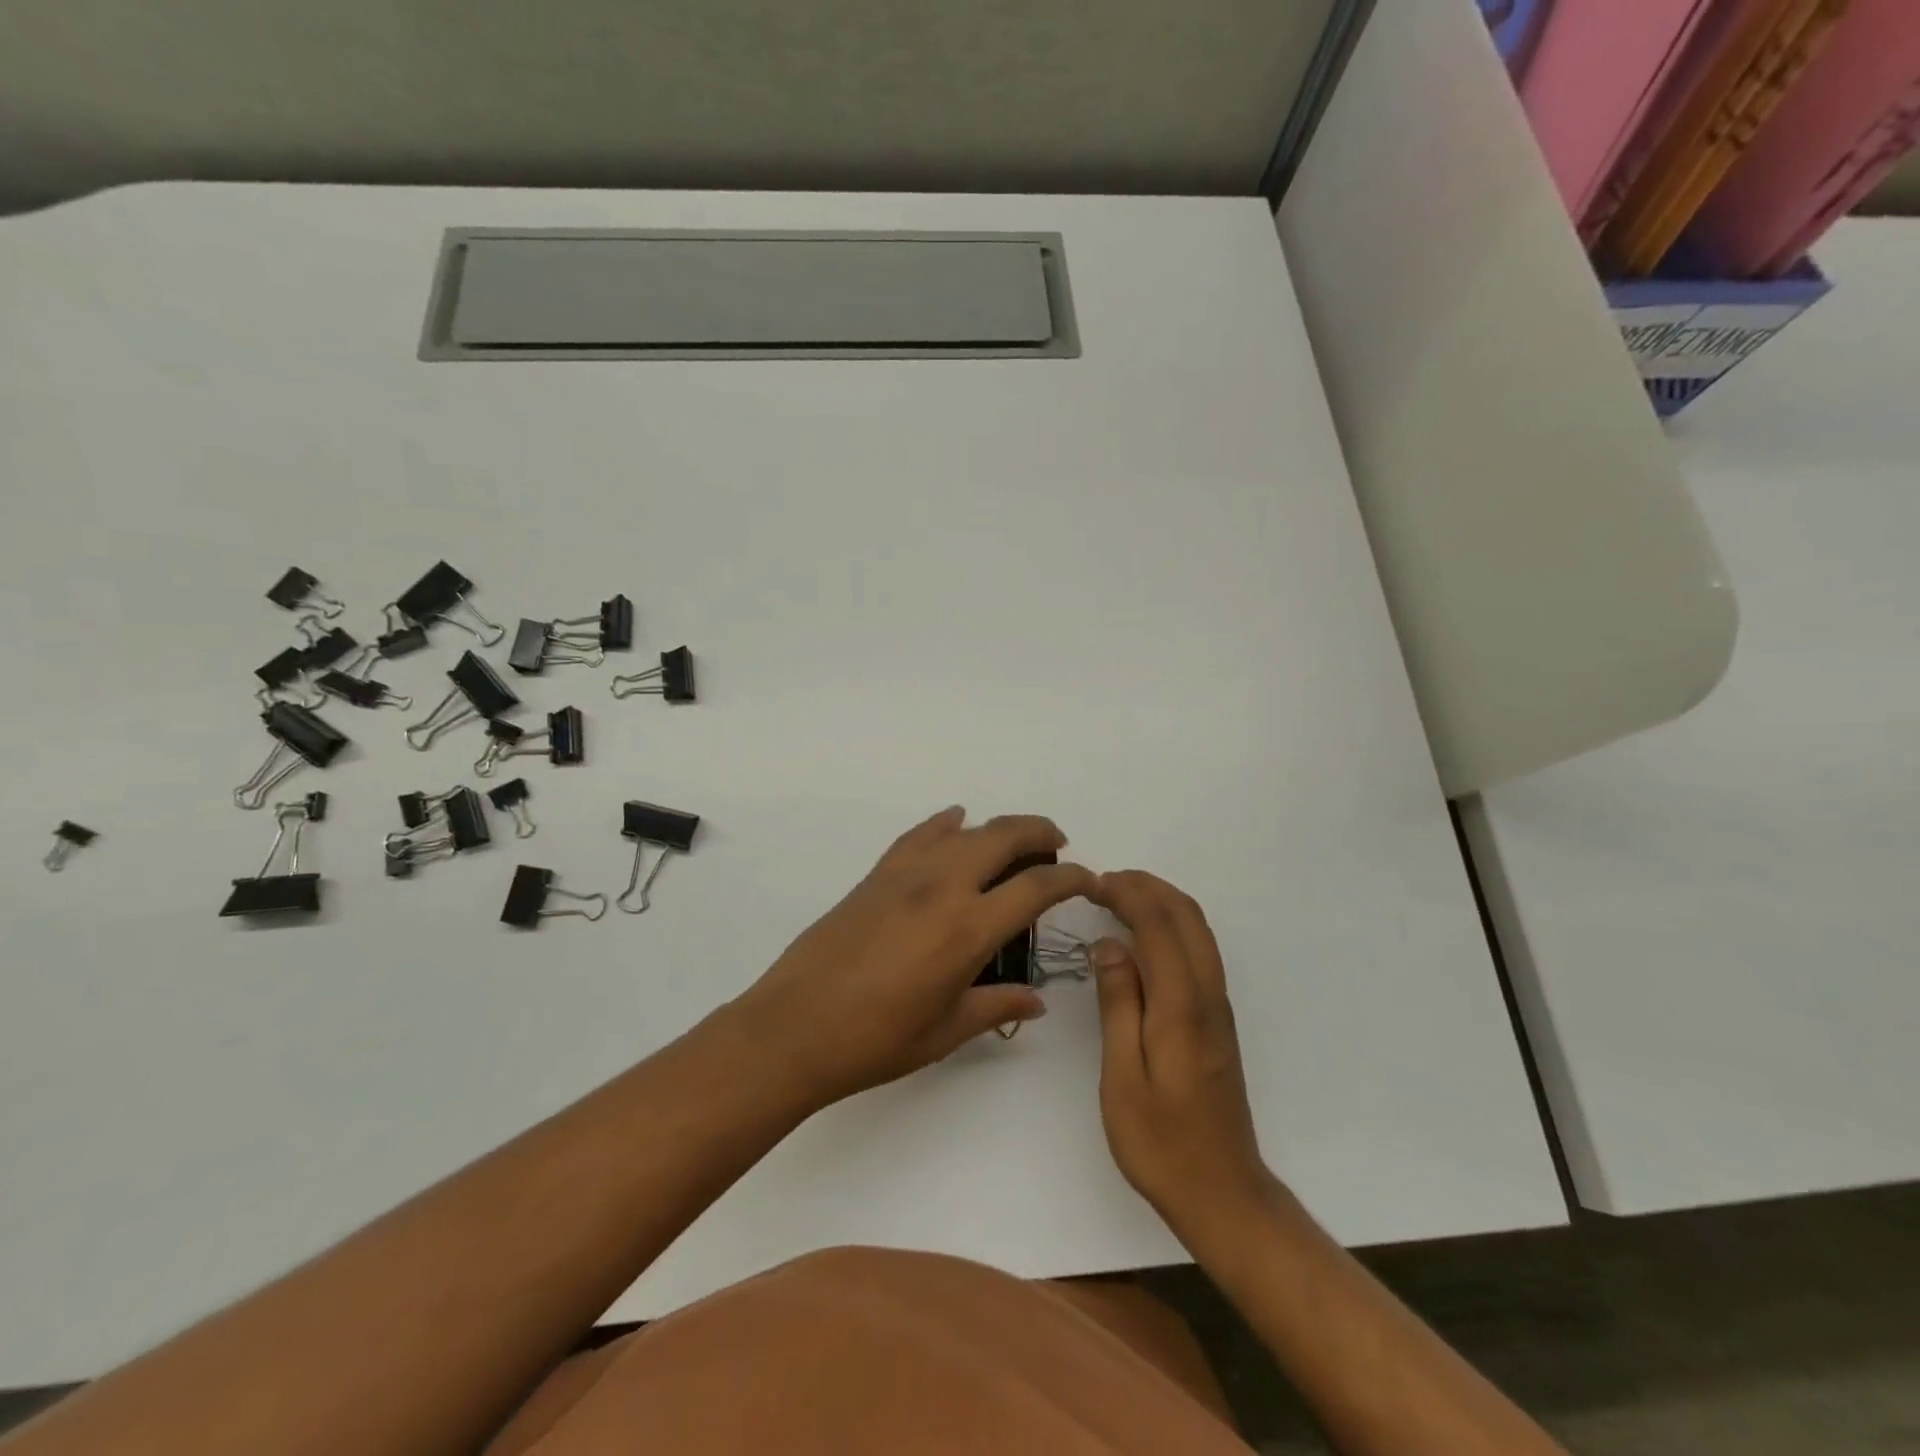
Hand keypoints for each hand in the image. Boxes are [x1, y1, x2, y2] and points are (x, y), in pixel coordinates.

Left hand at [732, 807, 1096, 1108]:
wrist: (793, 1027)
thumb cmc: (875, 1040)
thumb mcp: (946, 1031)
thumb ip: (997, 1006)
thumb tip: (1036, 1000)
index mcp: (968, 929)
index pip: (1036, 887)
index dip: (1071, 878)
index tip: (1088, 879)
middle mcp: (942, 887)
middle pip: (1003, 836)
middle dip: (1039, 831)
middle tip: (1057, 843)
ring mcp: (905, 875)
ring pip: (964, 830)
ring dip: (996, 827)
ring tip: (1012, 842)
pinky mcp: (876, 875)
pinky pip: (919, 835)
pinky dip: (944, 824)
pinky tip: (954, 822)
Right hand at [1091, 871, 1274, 1245]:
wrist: (1222, 1191)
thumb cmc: (1160, 1141)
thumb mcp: (1122, 1076)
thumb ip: (1118, 1004)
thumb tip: (1110, 945)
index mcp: (1181, 1006)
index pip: (1159, 925)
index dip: (1128, 894)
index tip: (1093, 883)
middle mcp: (1207, 996)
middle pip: (1186, 916)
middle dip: (1148, 887)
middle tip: (1104, 882)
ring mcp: (1217, 1007)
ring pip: (1198, 931)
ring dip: (1162, 901)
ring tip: (1120, 897)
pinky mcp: (1217, 1019)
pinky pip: (1199, 950)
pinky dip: (1172, 925)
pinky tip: (1143, 937)